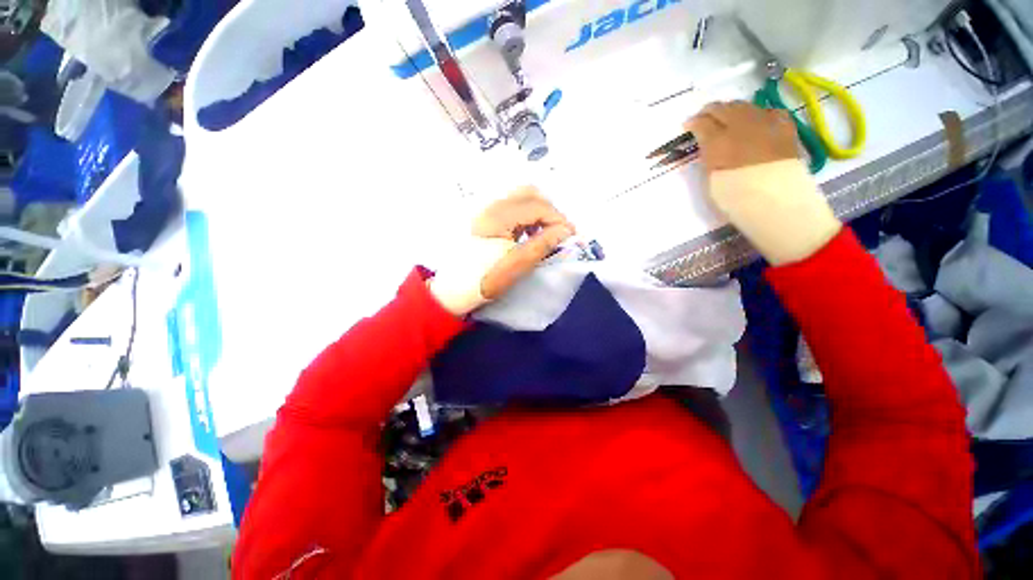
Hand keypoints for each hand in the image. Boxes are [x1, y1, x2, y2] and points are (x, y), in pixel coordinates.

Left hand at [430, 187, 574, 315]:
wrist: (455, 288)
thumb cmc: (485, 279)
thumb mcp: (517, 265)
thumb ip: (543, 244)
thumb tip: (566, 231)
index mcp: (497, 216)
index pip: (536, 206)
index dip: (558, 218)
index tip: (571, 235)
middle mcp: (491, 206)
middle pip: (529, 194)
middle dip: (550, 211)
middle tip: (559, 232)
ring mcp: (487, 210)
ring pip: (521, 198)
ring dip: (539, 212)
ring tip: (547, 233)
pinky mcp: (487, 217)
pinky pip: (513, 208)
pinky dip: (528, 216)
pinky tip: (531, 233)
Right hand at [685, 101, 841, 265]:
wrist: (776, 201)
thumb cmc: (736, 197)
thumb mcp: (711, 179)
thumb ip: (708, 157)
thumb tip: (709, 146)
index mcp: (718, 141)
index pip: (702, 123)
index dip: (693, 123)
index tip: (687, 126)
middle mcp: (741, 125)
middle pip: (723, 108)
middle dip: (711, 111)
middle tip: (704, 117)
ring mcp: (765, 122)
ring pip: (745, 106)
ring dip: (732, 110)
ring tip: (727, 117)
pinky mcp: (784, 126)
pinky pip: (768, 111)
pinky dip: (757, 113)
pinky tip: (755, 121)